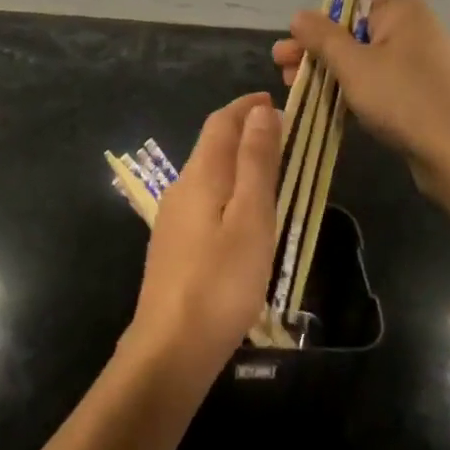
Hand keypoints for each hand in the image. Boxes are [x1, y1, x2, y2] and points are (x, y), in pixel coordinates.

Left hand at [125, 92, 283, 389]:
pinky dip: (227, 188)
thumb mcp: (251, 217)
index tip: (274, 100)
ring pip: (207, 173)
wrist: (170, 348)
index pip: (221, 122)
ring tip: (269, 169)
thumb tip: (261, 111)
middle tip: (280, 133)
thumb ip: (256, 162)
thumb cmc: (221, 281)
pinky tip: (241, 213)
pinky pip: (204, 198)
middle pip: (211, 145)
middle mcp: (181, 187)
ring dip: (236, 160)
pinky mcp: (173, 246)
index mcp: (200, 174)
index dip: (246, 107)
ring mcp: (173, 218)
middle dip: (242, 130)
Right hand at [273, 0, 449, 202]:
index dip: (316, 26)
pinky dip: (358, 91)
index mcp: (403, 12)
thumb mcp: (353, 65)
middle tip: (282, 71)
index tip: (289, 48)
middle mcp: (418, 30)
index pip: (349, 6)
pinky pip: (385, 84)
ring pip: (368, 62)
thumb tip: (299, 15)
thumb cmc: (403, 99)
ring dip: (332, 74)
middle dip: (317, 53)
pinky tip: (333, 107)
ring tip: (300, 92)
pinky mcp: (430, 95)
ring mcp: (427, 64)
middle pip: (355, 35)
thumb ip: (322, 37)